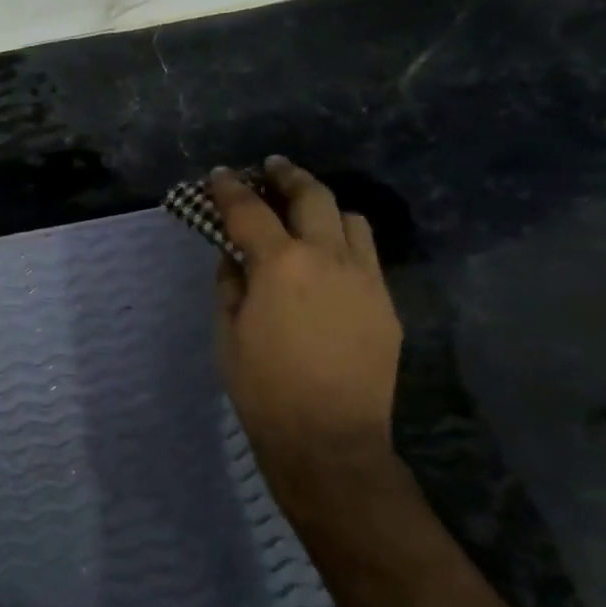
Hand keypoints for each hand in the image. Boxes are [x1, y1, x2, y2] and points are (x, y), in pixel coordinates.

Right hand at [210, 158, 403, 508]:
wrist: (328, 437)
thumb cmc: (262, 387)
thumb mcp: (228, 333)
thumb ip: (230, 284)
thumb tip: (234, 256)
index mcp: (280, 264)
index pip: (249, 210)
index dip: (229, 188)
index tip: (219, 174)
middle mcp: (328, 258)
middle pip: (312, 196)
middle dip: (288, 176)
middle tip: (272, 169)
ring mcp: (365, 278)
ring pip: (351, 219)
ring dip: (324, 207)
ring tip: (306, 214)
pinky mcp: (386, 303)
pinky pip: (367, 255)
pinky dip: (344, 243)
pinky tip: (328, 261)